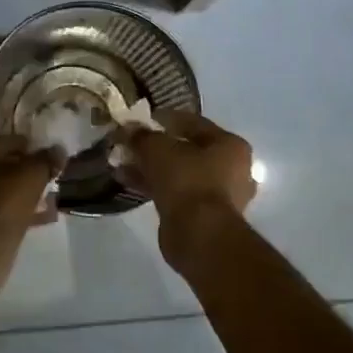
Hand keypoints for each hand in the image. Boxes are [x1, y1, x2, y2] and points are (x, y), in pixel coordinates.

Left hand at [0, 134, 60, 239]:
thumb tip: (58, 151)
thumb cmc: (0, 201)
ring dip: (18, 195)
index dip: (25, 146)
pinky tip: (39, 218)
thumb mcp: (31, 174)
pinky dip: (11, 213)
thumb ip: (45, 159)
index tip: (46, 155)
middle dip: (21, 173)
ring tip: (47, 199)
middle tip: (46, 177)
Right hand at [118, 110, 256, 220]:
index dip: (165, 118)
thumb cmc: (186, 180)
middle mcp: (231, 169)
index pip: (194, 123)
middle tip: (129, 144)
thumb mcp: (158, 149)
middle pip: (186, 150)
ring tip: (121, 163)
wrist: (199, 234)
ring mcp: (219, 195)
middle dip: (154, 147)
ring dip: (150, 168)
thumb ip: (141, 136)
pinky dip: (153, 186)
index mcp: (230, 145)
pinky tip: (127, 182)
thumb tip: (127, 129)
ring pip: (178, 173)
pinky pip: (175, 193)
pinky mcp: (203, 217)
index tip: (141, 119)